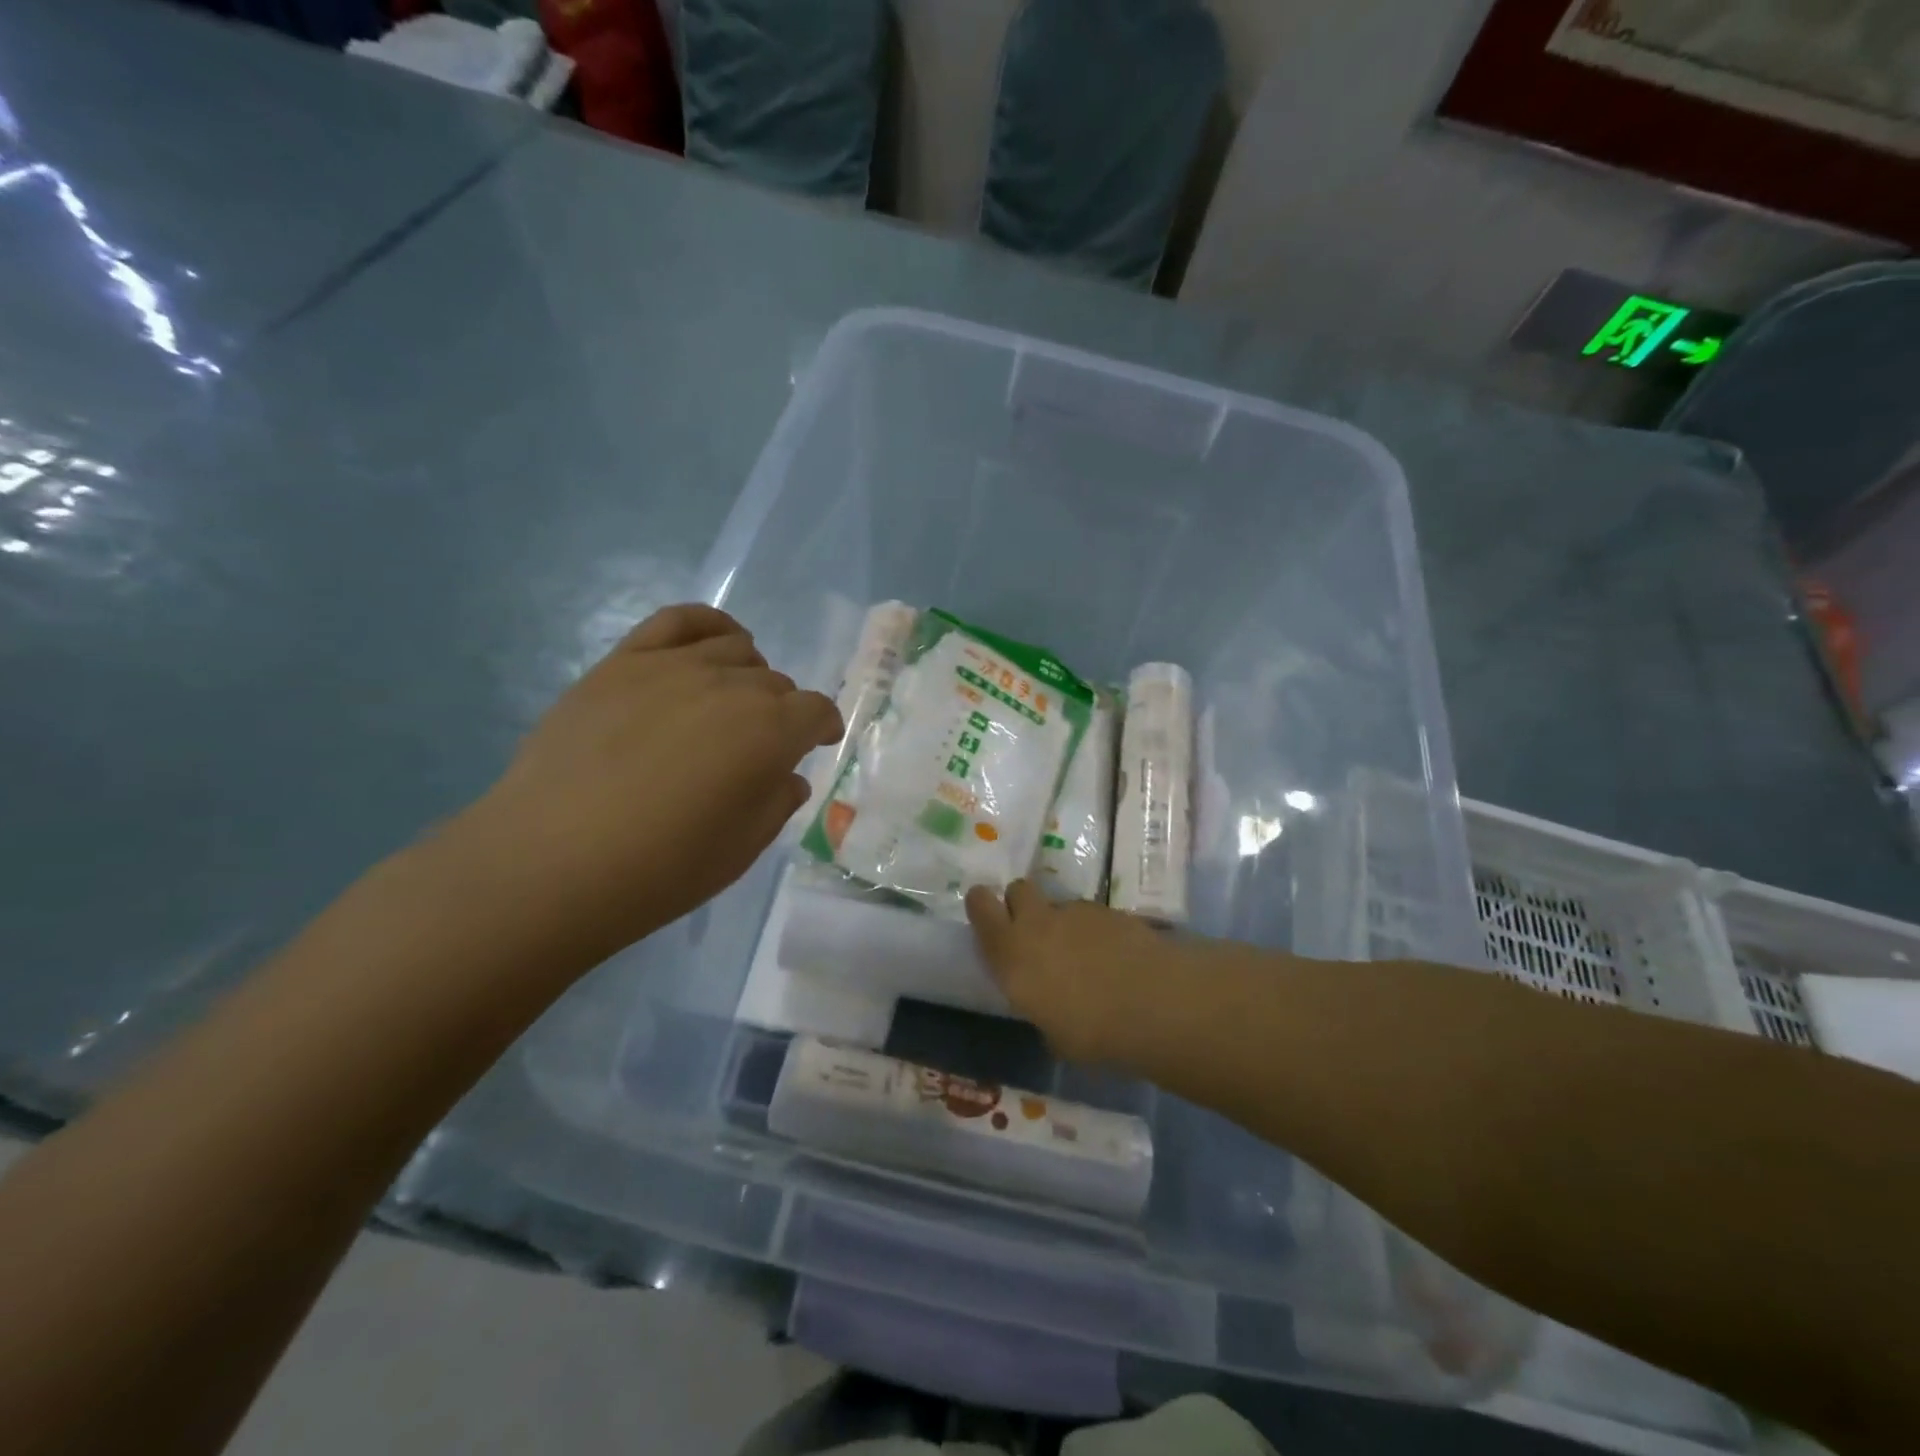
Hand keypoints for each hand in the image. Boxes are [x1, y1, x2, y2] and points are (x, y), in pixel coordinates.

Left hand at [458, 605, 842, 963]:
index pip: (815, 712)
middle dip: (780, 712)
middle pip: (775, 683)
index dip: (822, 728)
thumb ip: (776, 803)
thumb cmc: (660, 868)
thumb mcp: (741, 850)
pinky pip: (679, 620)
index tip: (817, 745)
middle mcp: (731, 687)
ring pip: (735, 649)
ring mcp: (673, 667)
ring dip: (748, 675)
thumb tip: (786, 776)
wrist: (550, 862)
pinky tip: (713, 644)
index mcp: (769, 733)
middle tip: (758, 747)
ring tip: (730, 703)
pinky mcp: (623, 662)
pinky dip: (709, 625)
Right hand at [964, 881, 1178, 1064]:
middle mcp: (1038, 922)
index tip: (989, 918)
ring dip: (1064, 924)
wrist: (1153, 1003)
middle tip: (1035, 933)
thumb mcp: (1053, 1034)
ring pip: (1058, 904)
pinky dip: (1097, 931)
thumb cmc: (1091, 1033)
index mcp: (1011, 951)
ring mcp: (1076, 912)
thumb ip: (1041, 1009)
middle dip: (1022, 904)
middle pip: (1018, 889)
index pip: (981, 906)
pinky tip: (1116, 958)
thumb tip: (1048, 1008)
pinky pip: (1092, 915)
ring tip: (1085, 957)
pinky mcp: (1111, 910)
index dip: (982, 906)